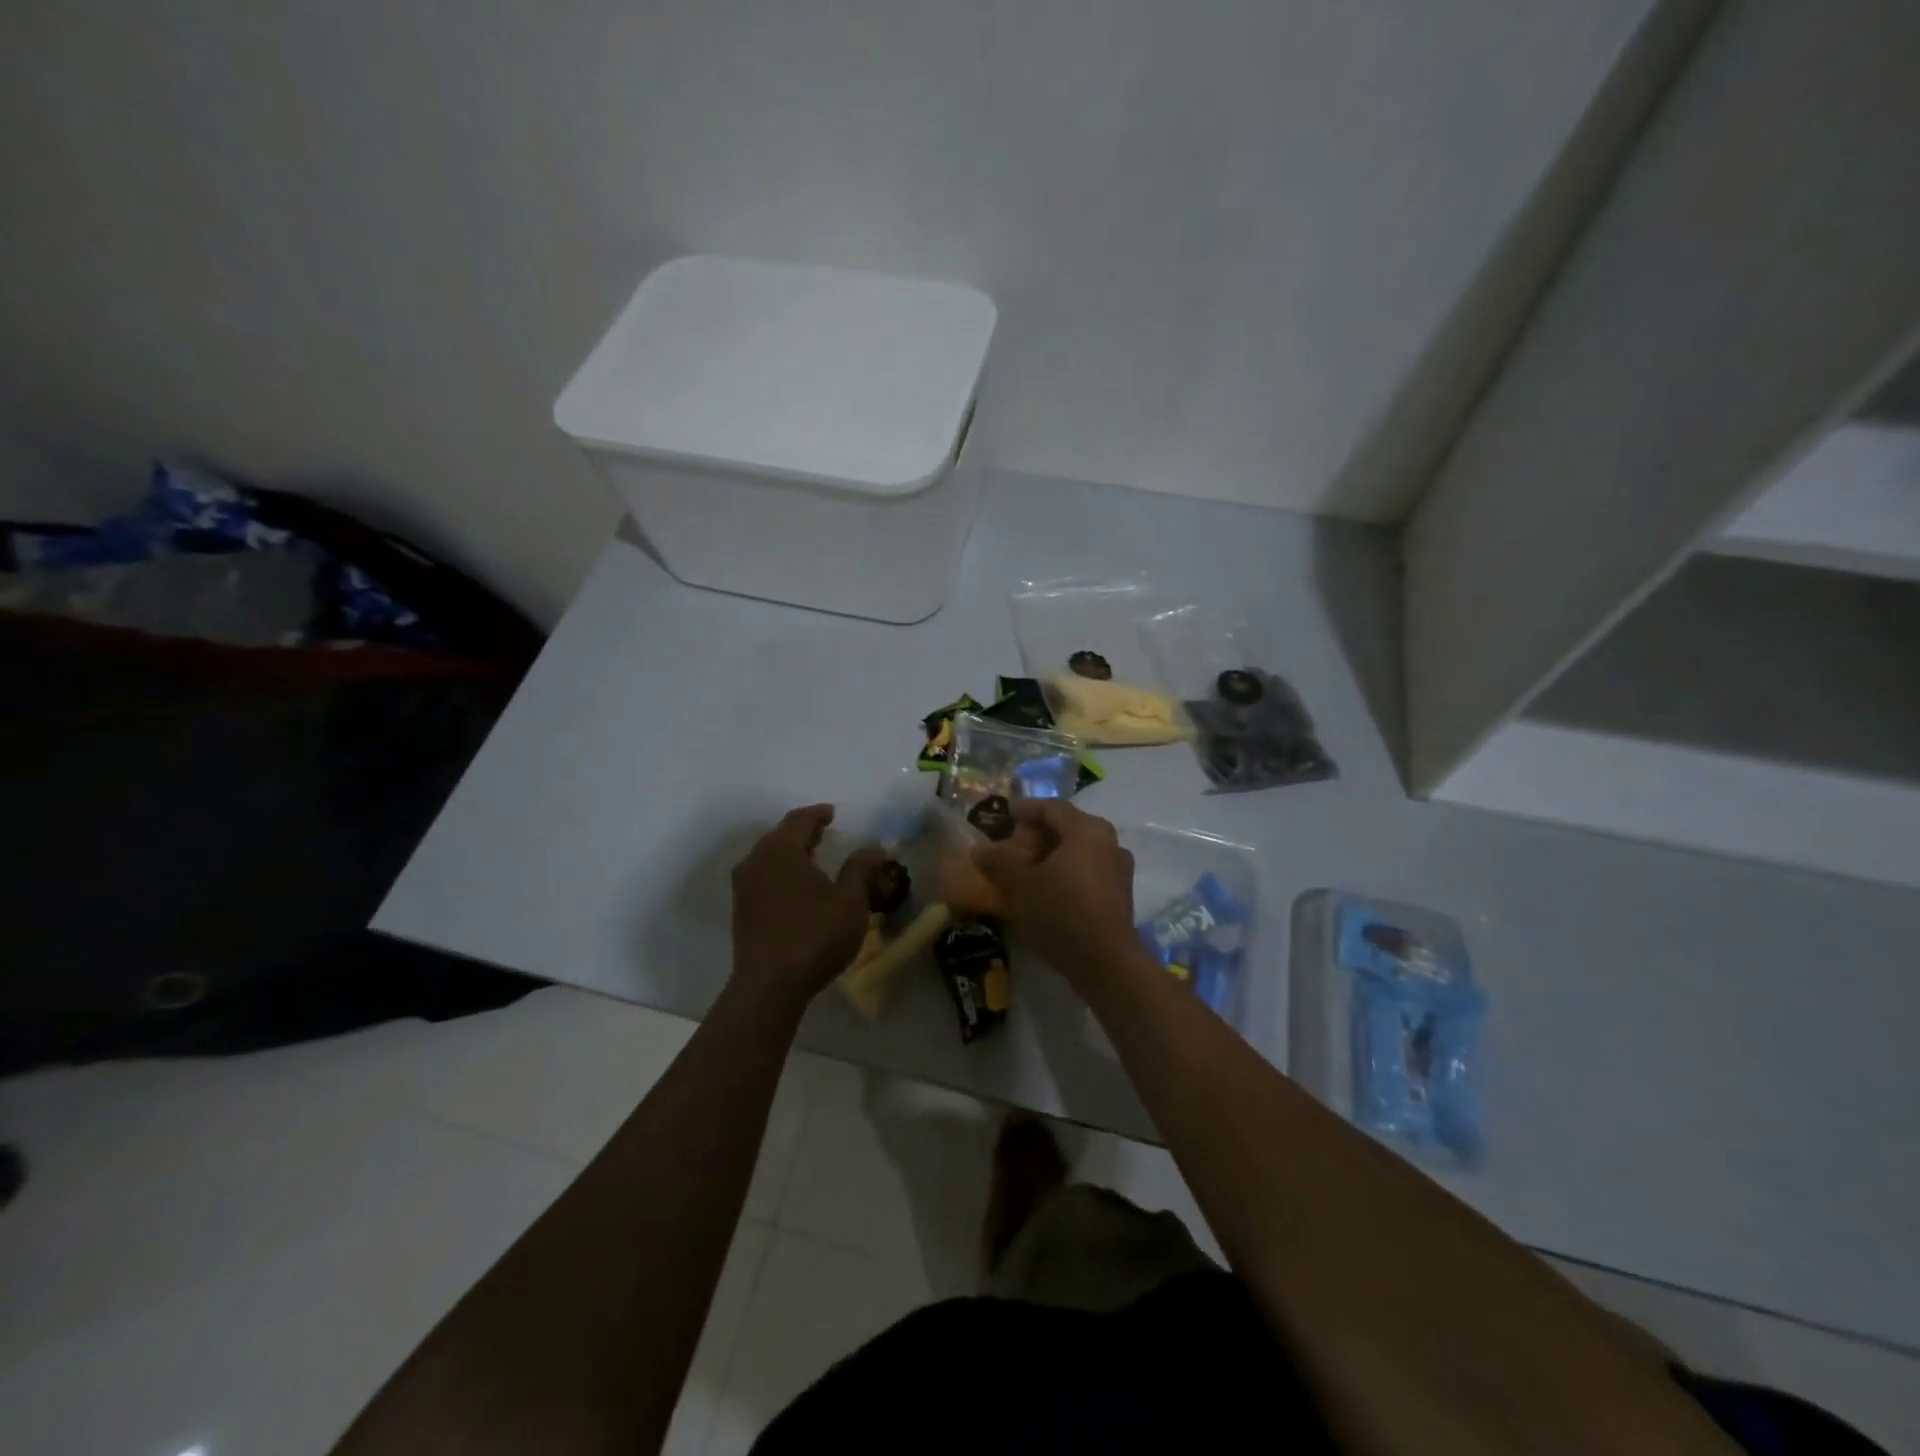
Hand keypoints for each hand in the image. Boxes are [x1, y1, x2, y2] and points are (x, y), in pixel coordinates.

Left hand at [730, 805, 884, 1013]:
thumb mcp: (850, 901)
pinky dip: (782, 872)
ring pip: (769, 857)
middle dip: (803, 832)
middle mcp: (756, 861)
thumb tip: (879, 846)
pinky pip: (763, 877)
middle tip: (824, 832)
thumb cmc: (815, 936)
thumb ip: (862, 868)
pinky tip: (797, 886)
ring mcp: (744, 887)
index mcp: (781, 850)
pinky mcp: (742, 910)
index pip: (799, 819)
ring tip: (813, 857)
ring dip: (791, 853)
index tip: (833, 813)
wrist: (769, 986)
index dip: (818, 814)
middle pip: (780, 836)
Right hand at [976, 800, 1140, 987]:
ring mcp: (1119, 869)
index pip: (1052, 807)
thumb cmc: (1060, 912)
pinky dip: (1066, 873)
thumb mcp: (1019, 885)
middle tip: (1012, 849)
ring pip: (1079, 851)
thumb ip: (998, 861)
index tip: (1005, 816)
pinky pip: (1088, 871)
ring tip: (1026, 872)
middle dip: (1037, 835)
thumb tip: (980, 850)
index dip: (1025, 809)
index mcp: (1086, 829)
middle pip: (1067, 827)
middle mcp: (1109, 841)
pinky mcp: (1120, 895)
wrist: (1106, 963)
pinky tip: (1047, 892)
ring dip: (1051, 856)